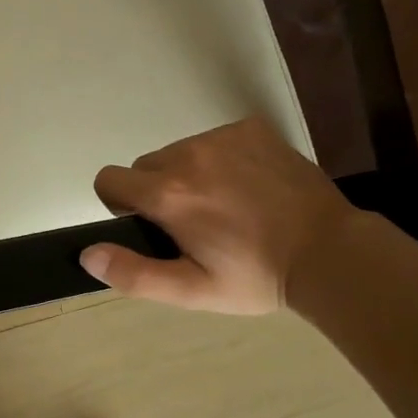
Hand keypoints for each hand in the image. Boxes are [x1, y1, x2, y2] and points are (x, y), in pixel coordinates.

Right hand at [80, 117, 356, 313]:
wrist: (330, 252)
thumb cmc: (256, 276)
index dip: (120, 205)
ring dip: (189, 174)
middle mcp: (187, 154)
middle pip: (145, 166)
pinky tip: (250, 185)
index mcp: (168, 194)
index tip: (152, 226)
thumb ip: (134, 273)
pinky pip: (214, 139)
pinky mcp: (250, 128)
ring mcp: (221, 137)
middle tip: (195, 223)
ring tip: (228, 205)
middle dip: (157, 191)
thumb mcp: (192, 290)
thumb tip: (87, 253)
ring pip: (179, 152)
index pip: (108, 180)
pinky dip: (221, 159)